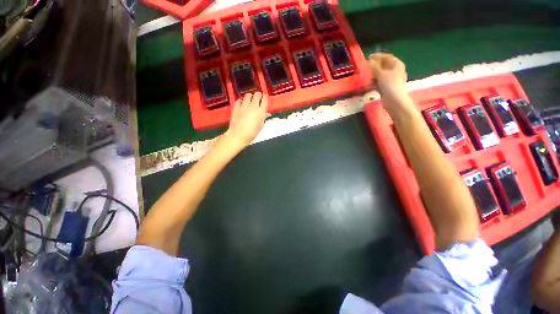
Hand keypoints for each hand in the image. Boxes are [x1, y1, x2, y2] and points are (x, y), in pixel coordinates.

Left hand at [224, 92, 268, 148]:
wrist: (239, 135)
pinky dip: (241, 100)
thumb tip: (267, 114)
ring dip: (250, 96)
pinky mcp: (236, 107)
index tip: (264, 97)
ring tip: (250, 100)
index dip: (265, 97)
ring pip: (248, 95)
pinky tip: (242, 103)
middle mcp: (253, 106)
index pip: (264, 99)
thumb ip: (264, 118)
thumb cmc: (252, 133)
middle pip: (257, 95)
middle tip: (258, 98)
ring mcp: (244, 105)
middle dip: (258, 95)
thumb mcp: (260, 126)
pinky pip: (239, 100)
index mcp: (261, 111)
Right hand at [368, 53, 408, 101]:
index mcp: (396, 64)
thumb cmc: (390, 84)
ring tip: (365, 76)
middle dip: (374, 67)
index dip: (377, 56)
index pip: (386, 57)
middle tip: (365, 67)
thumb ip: (374, 67)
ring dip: (373, 75)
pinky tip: (368, 85)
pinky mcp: (387, 87)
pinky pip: (379, 82)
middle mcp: (395, 70)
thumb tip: (368, 61)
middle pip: (383, 66)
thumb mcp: (381, 74)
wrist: (394, 100)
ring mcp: (391, 79)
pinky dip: (374, 83)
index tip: (368, 57)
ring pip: (380, 75)